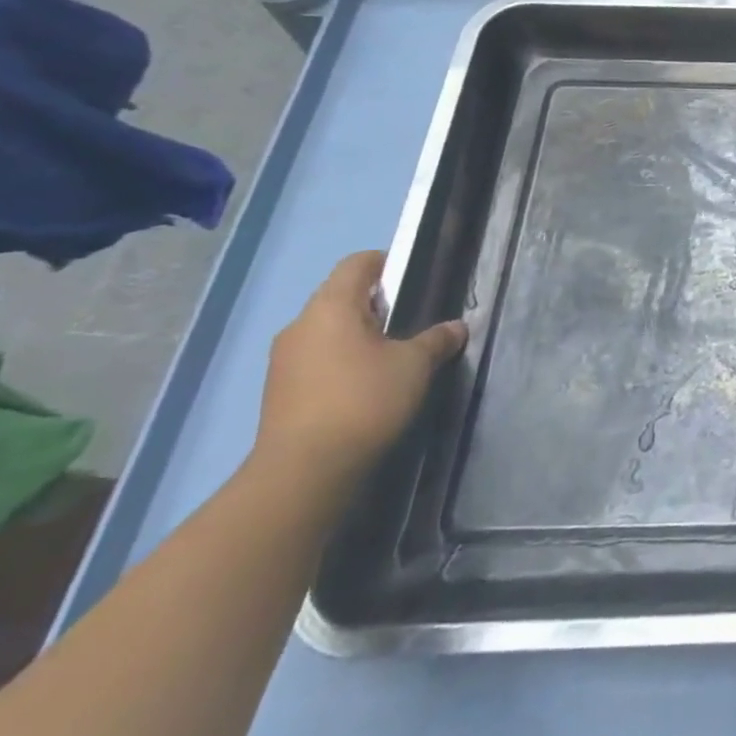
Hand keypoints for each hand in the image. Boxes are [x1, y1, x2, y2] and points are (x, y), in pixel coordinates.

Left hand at [253, 251, 464, 490]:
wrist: (304, 472)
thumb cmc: (364, 400)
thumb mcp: (416, 365)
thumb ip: (437, 339)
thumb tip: (455, 327)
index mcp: (330, 307)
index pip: (358, 263)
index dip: (388, 263)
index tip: (415, 282)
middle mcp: (300, 325)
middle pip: (341, 296)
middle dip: (377, 304)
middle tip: (412, 323)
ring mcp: (284, 360)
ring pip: (329, 331)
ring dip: (359, 336)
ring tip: (392, 358)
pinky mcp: (280, 391)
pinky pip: (318, 359)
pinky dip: (342, 362)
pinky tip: (366, 386)